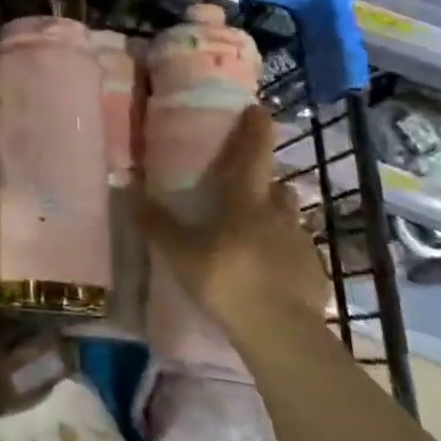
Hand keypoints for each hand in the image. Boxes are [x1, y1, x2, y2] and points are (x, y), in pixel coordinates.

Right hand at [131, 104, 326, 329]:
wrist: (281, 331)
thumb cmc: (225, 278)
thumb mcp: (179, 251)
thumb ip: (154, 221)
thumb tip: (126, 186)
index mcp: (245, 200)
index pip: (253, 154)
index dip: (255, 129)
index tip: (258, 108)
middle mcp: (278, 214)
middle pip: (277, 187)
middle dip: (266, 182)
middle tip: (248, 187)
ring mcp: (301, 245)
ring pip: (289, 220)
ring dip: (276, 217)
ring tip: (257, 232)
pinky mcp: (314, 274)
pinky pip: (297, 254)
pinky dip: (284, 254)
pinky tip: (270, 271)